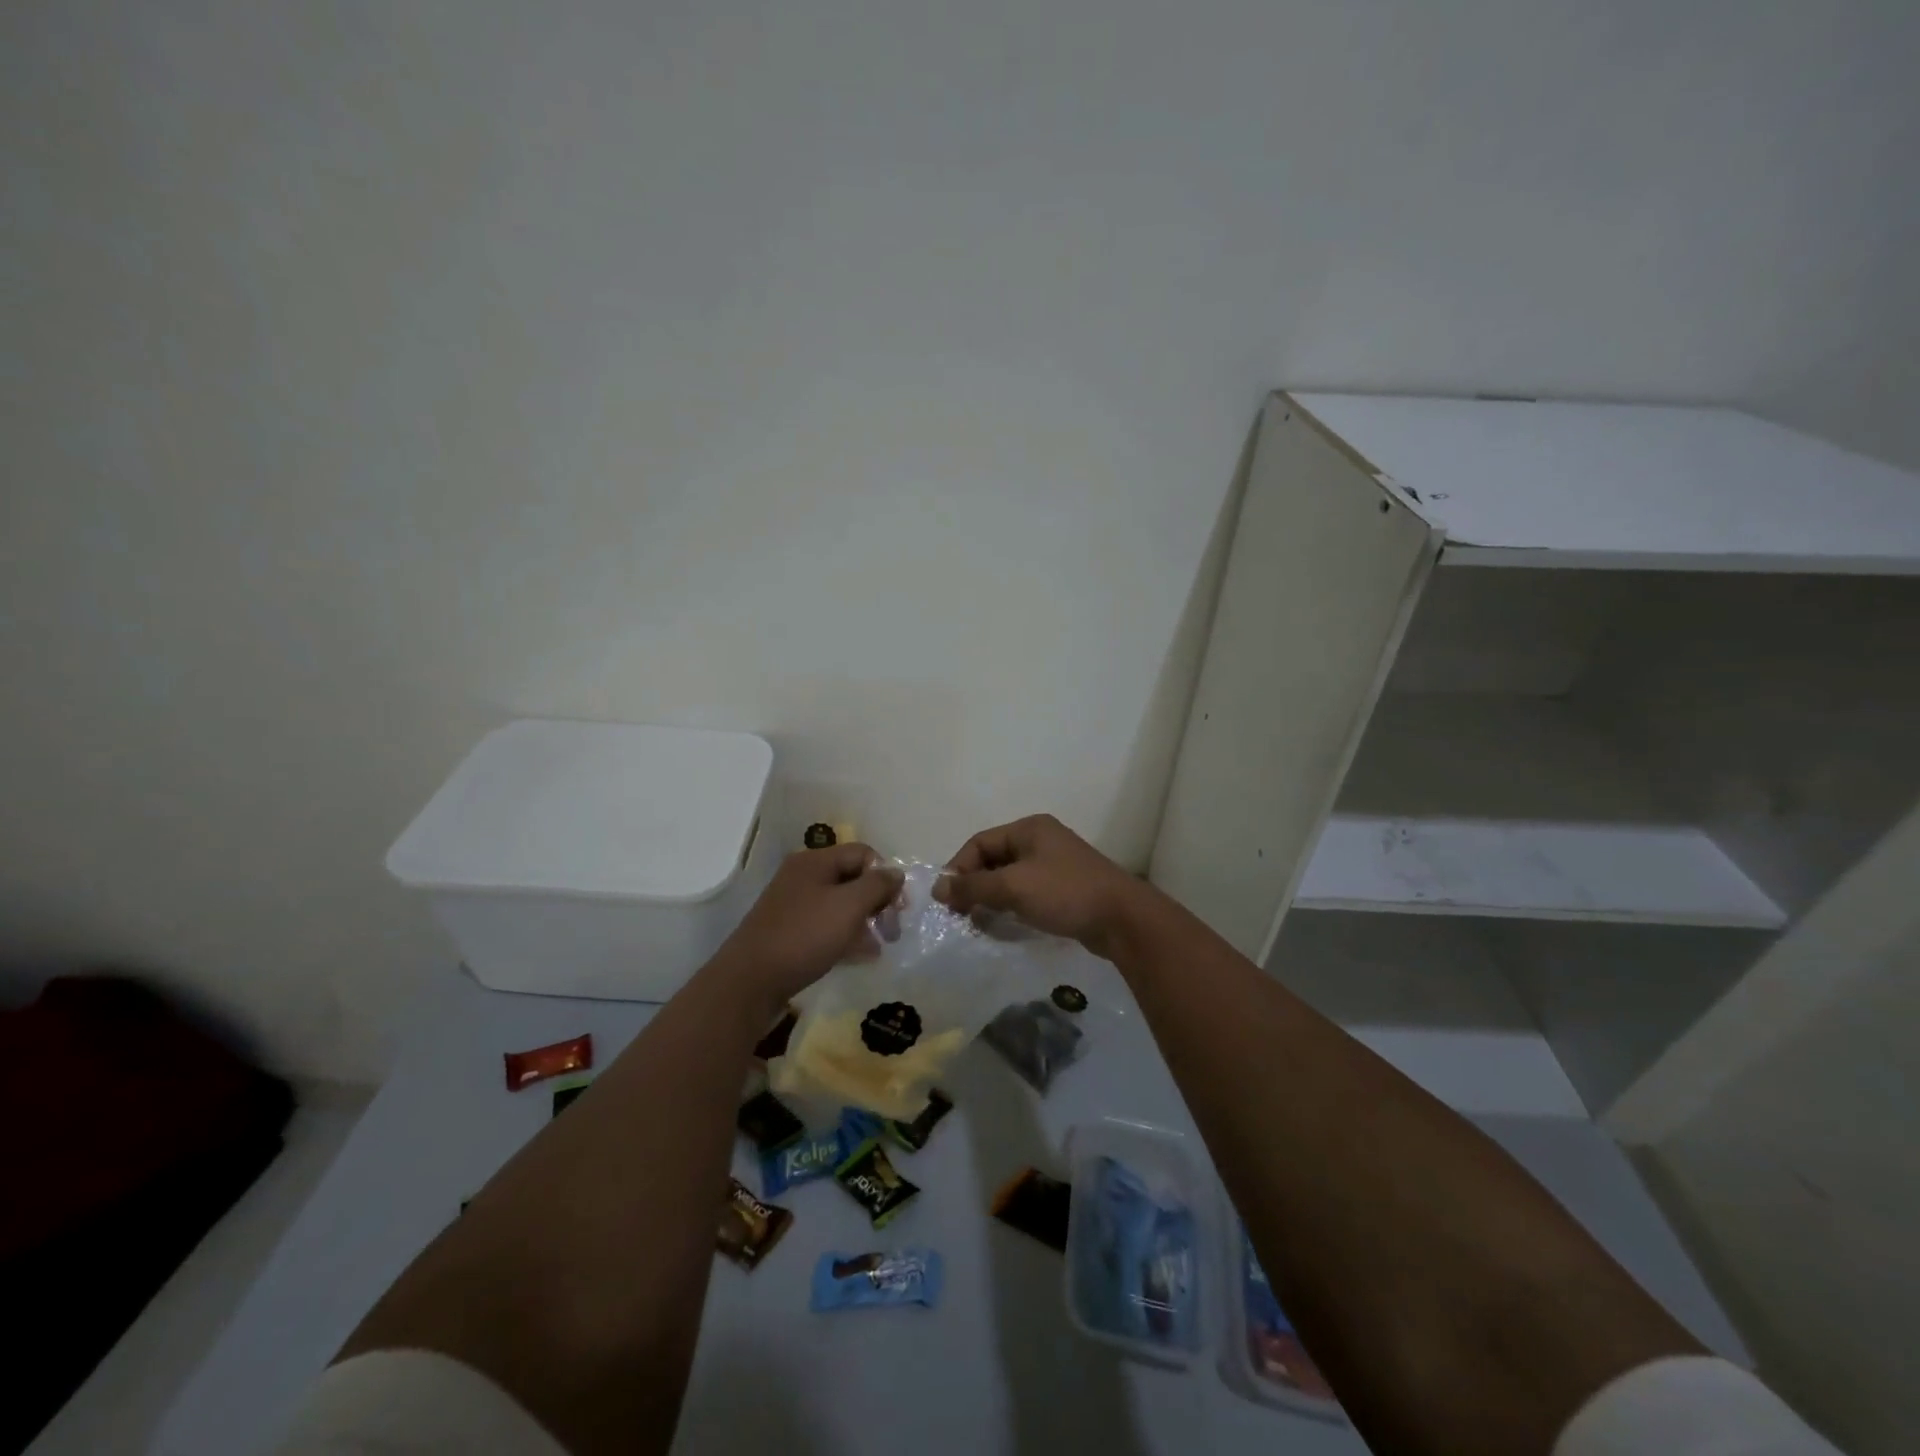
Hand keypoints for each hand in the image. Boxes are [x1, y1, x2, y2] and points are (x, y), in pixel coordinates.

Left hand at [712, 844, 901, 1011]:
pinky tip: (859, 956)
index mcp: (815, 861)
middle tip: (892, 930)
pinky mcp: (789, 932)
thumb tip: (896, 873)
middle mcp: (803, 877)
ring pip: (840, 905)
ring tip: (878, 947)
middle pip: (852, 878)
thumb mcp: (849, 906)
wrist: (749, 982)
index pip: (863, 853)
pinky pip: (826, 926)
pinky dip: (845, 936)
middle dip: (877, 902)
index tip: (899, 907)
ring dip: (864, 922)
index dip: (886, 875)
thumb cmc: (804, 936)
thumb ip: (877, 885)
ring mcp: (794, 905)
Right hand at [933, 814, 1146, 959]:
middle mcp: (1041, 841)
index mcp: (1029, 829)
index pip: (980, 842)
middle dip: (973, 884)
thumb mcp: (1013, 887)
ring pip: (1009, 878)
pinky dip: (1010, 906)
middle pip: (994, 859)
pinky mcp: (1064, 889)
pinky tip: (1004, 924)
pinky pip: (1026, 892)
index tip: (947, 898)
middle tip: (959, 913)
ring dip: (990, 897)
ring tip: (977, 922)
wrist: (1122, 919)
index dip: (958, 868)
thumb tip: (938, 887)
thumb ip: (973, 886)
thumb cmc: (1065, 893)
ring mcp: (1055, 865)